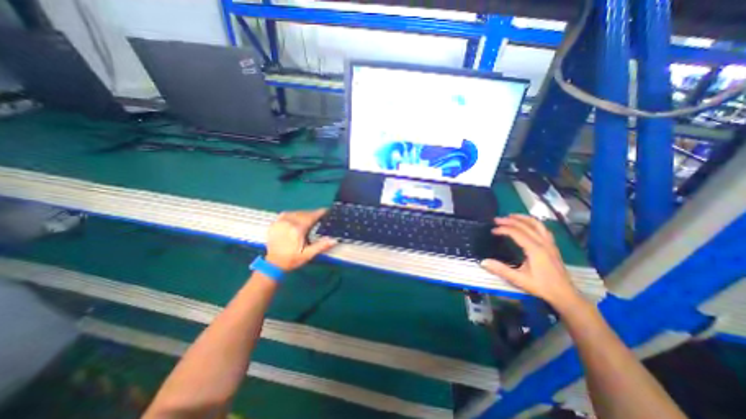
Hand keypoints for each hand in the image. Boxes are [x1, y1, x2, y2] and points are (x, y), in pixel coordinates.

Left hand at [266, 207, 338, 271]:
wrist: (272, 264)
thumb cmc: (292, 260)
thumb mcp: (308, 255)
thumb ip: (321, 246)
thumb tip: (334, 239)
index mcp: (297, 229)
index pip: (311, 216)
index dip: (320, 213)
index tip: (327, 211)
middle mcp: (288, 222)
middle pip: (304, 213)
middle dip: (313, 214)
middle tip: (320, 217)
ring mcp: (280, 222)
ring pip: (296, 212)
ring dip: (304, 214)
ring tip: (310, 218)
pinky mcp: (275, 223)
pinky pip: (286, 214)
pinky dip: (294, 214)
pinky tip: (297, 217)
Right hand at [481, 216, 578, 307]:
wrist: (565, 294)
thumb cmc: (541, 287)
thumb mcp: (519, 280)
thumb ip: (501, 269)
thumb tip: (483, 262)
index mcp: (535, 250)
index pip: (516, 233)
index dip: (503, 229)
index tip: (492, 230)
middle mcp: (543, 243)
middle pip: (525, 225)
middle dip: (510, 220)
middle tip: (496, 219)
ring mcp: (550, 243)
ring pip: (537, 224)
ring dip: (523, 218)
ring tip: (510, 216)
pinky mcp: (553, 246)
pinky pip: (543, 229)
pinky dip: (533, 223)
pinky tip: (527, 224)